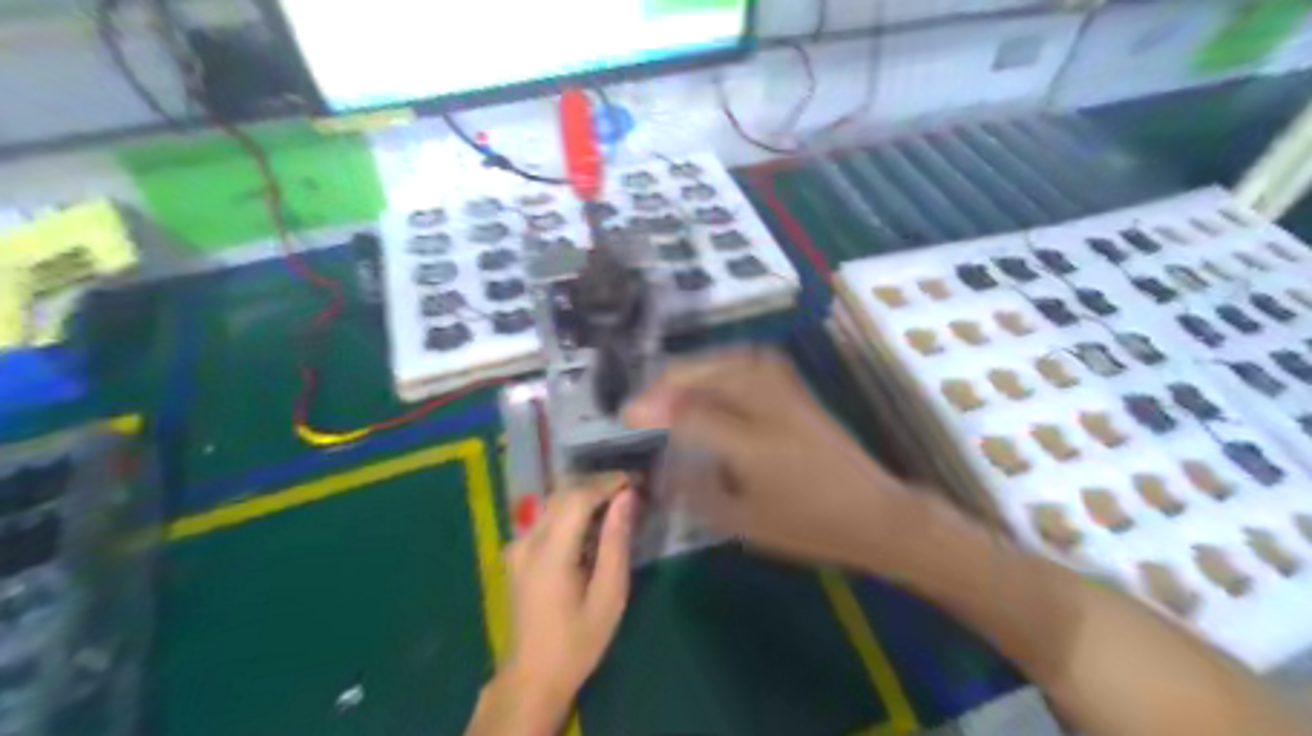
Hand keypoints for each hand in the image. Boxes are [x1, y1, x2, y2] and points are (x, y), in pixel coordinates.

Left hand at [497, 476, 634, 719]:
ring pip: (553, 502)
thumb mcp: (609, 596)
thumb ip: (615, 543)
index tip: (635, 481)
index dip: (607, 482)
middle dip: (597, 484)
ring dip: (585, 495)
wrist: (532, 677)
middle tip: (629, 489)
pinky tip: (592, 522)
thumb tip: (626, 498)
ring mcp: (517, 546)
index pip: (577, 497)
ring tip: (616, 502)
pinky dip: (571, 510)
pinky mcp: (517, 553)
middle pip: (563, 493)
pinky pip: (546, 517)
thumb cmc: (577, 641)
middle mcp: (527, 541)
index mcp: (549, 553)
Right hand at [624, 348, 913, 567]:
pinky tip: (715, 373)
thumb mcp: (746, 523)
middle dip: (670, 381)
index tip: (628, 417)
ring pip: (734, 361)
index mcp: (754, 446)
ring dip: (697, 367)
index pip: (692, 415)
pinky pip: (756, 361)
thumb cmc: (810, 527)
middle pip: (712, 376)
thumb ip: (698, 493)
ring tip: (672, 383)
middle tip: (645, 398)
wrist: (876, 514)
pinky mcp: (801, 391)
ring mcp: (789, 395)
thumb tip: (663, 470)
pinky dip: (726, 361)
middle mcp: (770, 409)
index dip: (654, 411)